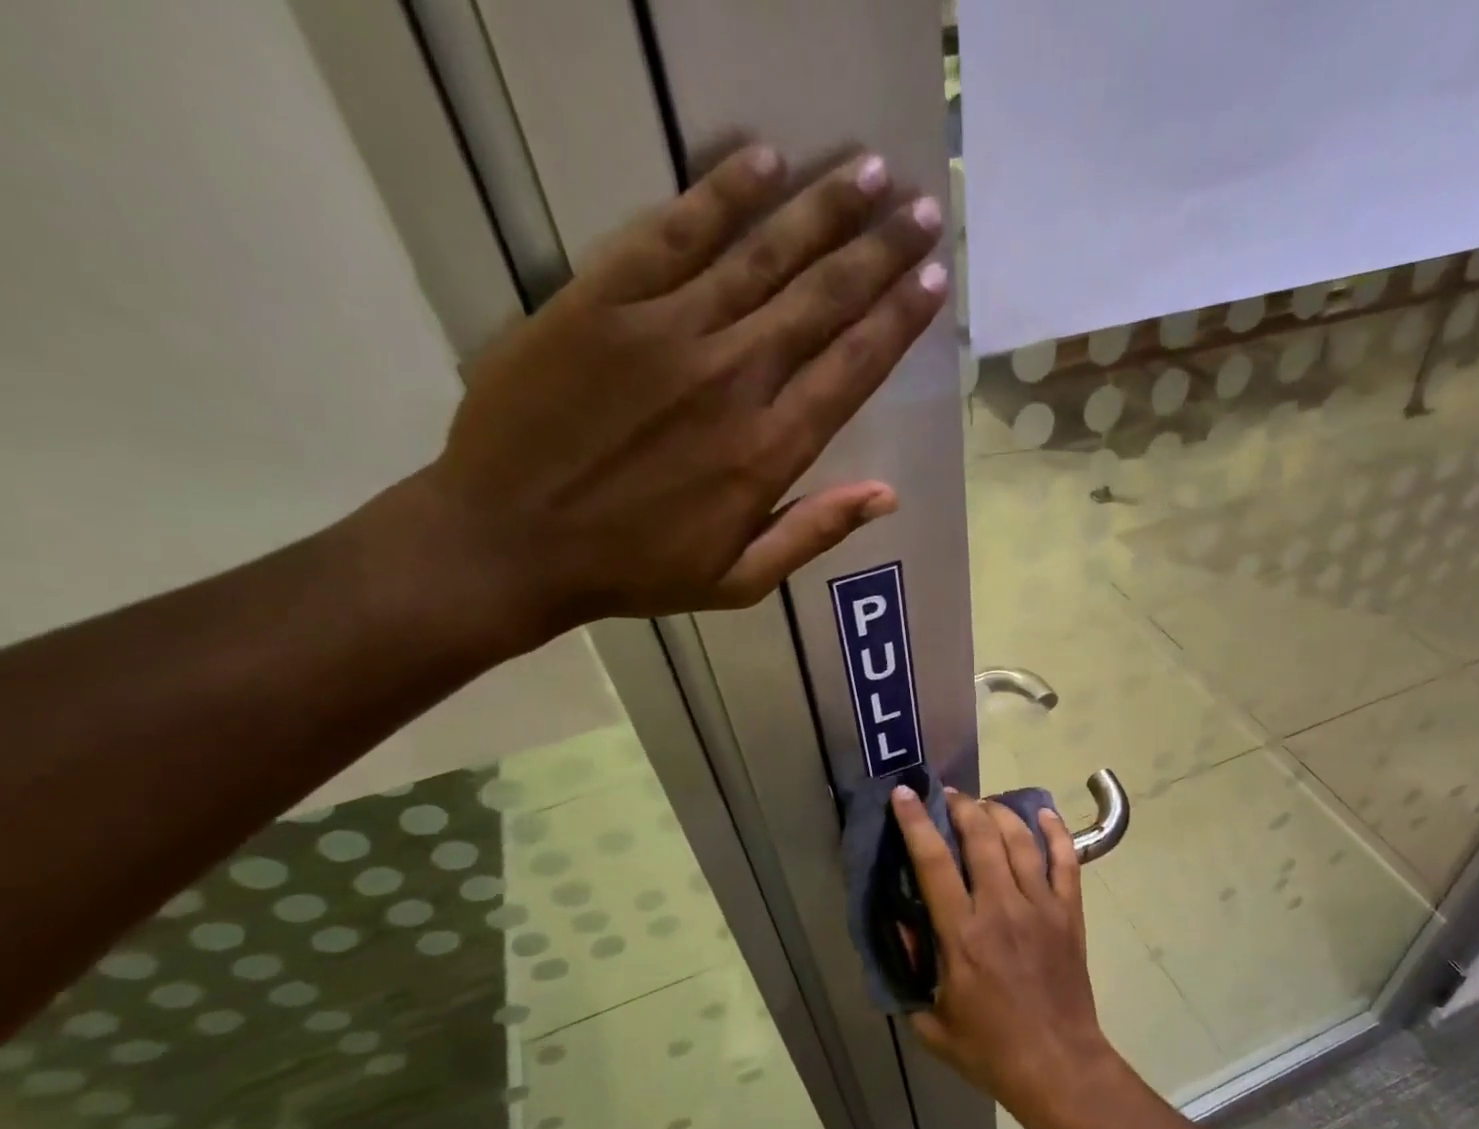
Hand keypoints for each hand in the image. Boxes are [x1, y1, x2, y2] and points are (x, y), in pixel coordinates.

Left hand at [387, 143, 946, 648]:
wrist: (508, 541)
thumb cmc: (635, 570)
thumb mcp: (739, 581)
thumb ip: (814, 533)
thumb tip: (888, 494)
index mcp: (769, 450)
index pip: (853, 366)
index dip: (899, 318)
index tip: (934, 277)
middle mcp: (732, 378)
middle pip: (822, 299)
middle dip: (879, 251)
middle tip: (920, 209)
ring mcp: (666, 331)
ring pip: (762, 255)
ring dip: (822, 210)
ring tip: (869, 172)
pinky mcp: (602, 300)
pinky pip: (673, 233)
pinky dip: (721, 193)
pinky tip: (765, 161)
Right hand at [891, 785, 1127, 1128]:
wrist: (1058, 1065)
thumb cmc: (990, 1049)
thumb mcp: (931, 1023)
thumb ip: (911, 973)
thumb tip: (903, 930)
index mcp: (962, 934)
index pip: (933, 862)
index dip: (916, 822)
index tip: (904, 794)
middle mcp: (1002, 908)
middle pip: (981, 836)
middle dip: (961, 806)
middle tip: (948, 796)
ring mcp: (1041, 907)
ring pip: (1020, 840)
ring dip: (999, 812)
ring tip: (984, 804)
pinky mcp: (1070, 913)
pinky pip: (1066, 860)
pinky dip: (1055, 831)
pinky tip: (1042, 814)